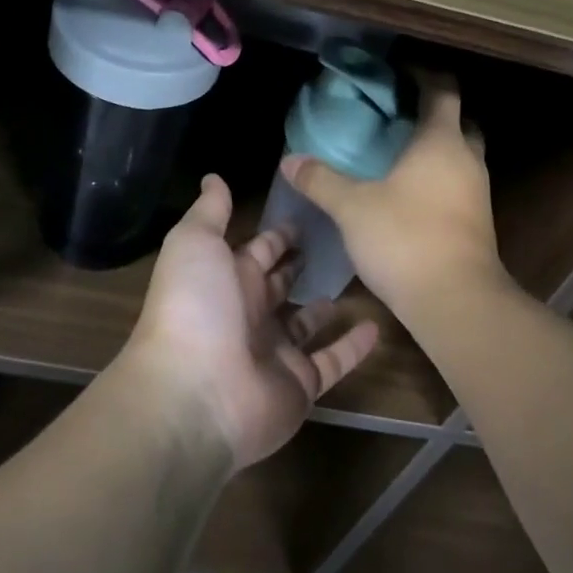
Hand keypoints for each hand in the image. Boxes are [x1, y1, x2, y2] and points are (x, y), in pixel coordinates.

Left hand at [128, 175, 378, 469]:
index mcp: (225, 279)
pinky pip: (331, 361)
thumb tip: (213, 177)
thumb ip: (210, 212)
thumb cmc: (195, 308)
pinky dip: (353, 347)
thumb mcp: (195, 244)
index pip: (257, 251)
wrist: (195, 395)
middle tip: (337, 241)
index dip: (277, 235)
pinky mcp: (299, 384)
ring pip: (305, 323)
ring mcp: (274, 351)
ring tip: (357, 280)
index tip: (306, 212)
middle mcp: (248, 313)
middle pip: (279, 285)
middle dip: (299, 265)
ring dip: (324, 306)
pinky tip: (377, 326)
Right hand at [283, 72, 504, 316]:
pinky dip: (439, 178)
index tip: (400, 72)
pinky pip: (459, 184)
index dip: (424, 76)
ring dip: (438, 149)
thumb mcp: (352, 207)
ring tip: (398, 153)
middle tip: (398, 115)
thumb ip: (321, 180)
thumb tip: (289, 160)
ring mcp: (477, 193)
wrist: (457, 301)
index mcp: (441, 141)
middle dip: (434, 114)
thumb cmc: (405, 238)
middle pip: (459, 122)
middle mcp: (467, 160)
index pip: (443, 91)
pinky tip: (410, 193)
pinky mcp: (478, 222)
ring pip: (461, 156)